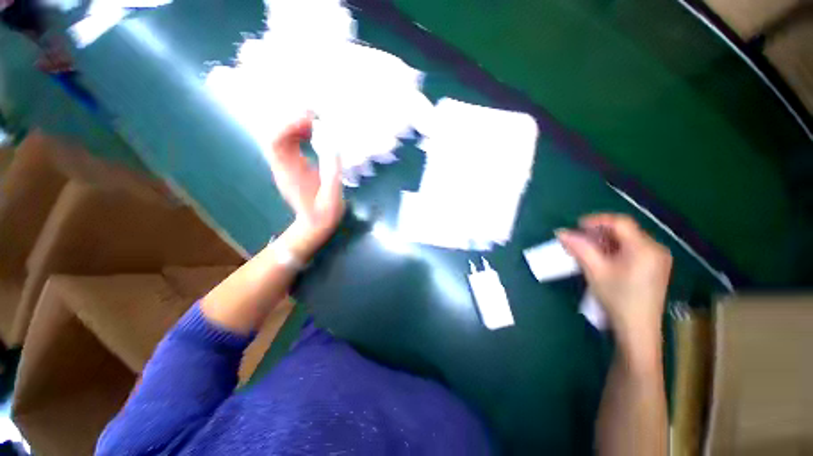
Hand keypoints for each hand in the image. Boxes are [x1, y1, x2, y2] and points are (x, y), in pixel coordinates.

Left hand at [267, 115, 344, 252]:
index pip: (275, 142)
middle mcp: (282, 167)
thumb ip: (333, 175)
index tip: (309, 120)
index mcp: (290, 174)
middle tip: (315, 115)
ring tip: (317, 122)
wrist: (314, 225)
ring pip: (281, 137)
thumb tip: (335, 148)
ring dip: (296, 126)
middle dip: (292, 121)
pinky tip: (313, 134)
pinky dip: (299, 134)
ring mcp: (285, 166)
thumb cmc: (324, 215)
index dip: (288, 126)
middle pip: (276, 135)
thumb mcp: (332, 198)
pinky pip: (289, 144)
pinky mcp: (291, 167)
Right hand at [557, 214, 671, 343]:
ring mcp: (658, 258)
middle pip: (625, 230)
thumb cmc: (617, 298)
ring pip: (628, 239)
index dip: (597, 220)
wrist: (638, 328)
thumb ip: (579, 248)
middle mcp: (656, 248)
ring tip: (588, 249)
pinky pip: (633, 249)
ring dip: (606, 241)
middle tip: (580, 239)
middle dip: (600, 232)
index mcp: (644, 248)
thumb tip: (561, 232)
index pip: (620, 222)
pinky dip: (616, 249)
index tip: (577, 226)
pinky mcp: (656, 267)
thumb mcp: (595, 271)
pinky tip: (604, 258)